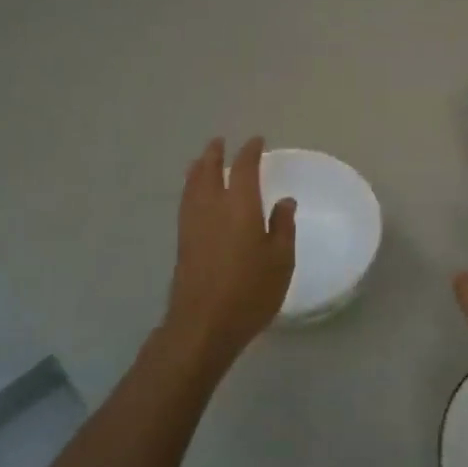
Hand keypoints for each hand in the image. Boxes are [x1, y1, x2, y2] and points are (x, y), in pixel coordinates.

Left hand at [161, 137, 296, 367]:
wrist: (203, 324)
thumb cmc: (250, 292)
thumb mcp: (281, 260)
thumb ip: (283, 227)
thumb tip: (284, 201)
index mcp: (240, 206)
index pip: (244, 169)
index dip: (250, 152)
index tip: (256, 141)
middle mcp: (212, 207)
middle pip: (208, 171)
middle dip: (215, 154)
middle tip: (220, 143)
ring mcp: (192, 224)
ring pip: (192, 185)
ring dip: (199, 168)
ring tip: (202, 161)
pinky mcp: (183, 242)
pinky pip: (187, 201)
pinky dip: (192, 188)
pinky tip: (196, 196)